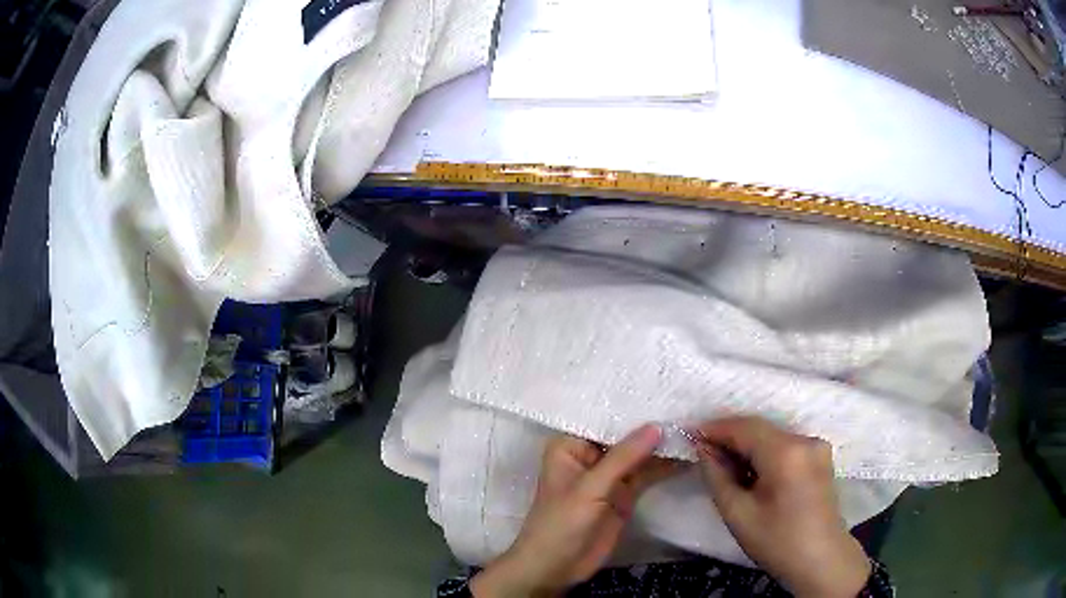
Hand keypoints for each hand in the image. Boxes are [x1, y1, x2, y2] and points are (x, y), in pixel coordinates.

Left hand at [472, 424, 677, 596]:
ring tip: (695, 429)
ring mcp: (609, 476)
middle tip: (688, 407)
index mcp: (570, 445)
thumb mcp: (589, 489)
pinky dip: (666, 467)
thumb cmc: (560, 524)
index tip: (665, 390)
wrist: (557, 567)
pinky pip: (647, 474)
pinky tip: (689, 455)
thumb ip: (623, 458)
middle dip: (653, 426)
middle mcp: (590, 455)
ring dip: (664, 446)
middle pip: (625, 436)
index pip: (604, 419)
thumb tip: (656, 426)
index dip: (633, 407)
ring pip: (640, 455)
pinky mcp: (624, 493)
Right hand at [691, 417, 871, 597]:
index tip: (690, 433)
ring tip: (723, 464)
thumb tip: (703, 449)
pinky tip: (750, 470)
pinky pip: (785, 445)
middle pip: (760, 429)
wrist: (821, 559)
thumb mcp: (738, 514)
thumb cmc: (777, 542)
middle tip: (702, 451)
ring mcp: (817, 446)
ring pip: (773, 436)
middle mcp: (805, 440)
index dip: (715, 428)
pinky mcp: (820, 456)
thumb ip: (717, 477)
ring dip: (747, 446)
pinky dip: (764, 452)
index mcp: (787, 453)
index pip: (745, 428)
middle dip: (730, 437)